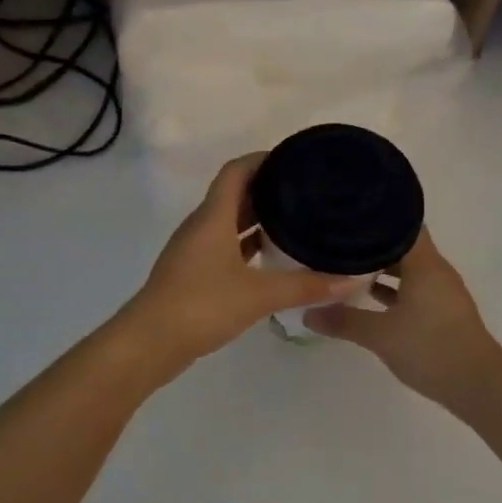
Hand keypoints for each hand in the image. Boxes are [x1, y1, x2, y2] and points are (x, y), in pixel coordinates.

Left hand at [128, 154, 362, 365]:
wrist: (150, 343)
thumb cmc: (202, 305)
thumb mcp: (259, 295)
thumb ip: (305, 286)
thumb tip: (352, 281)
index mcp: (213, 217)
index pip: (236, 171)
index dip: (262, 159)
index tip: (294, 159)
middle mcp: (201, 226)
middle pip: (234, 195)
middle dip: (266, 189)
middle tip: (305, 191)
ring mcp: (193, 251)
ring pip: (228, 223)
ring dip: (256, 219)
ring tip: (295, 221)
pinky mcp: (192, 274)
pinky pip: (223, 247)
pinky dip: (246, 246)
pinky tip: (270, 259)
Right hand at [303, 228, 501, 408]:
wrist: (478, 385)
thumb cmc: (431, 348)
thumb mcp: (380, 335)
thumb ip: (344, 321)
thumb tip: (307, 314)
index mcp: (424, 264)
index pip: (401, 224)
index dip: (375, 217)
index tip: (346, 216)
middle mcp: (436, 270)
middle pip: (402, 245)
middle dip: (371, 244)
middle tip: (338, 241)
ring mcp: (442, 292)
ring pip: (408, 268)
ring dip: (382, 268)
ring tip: (347, 266)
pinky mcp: (443, 312)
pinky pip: (414, 288)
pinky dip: (393, 289)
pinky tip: (369, 298)